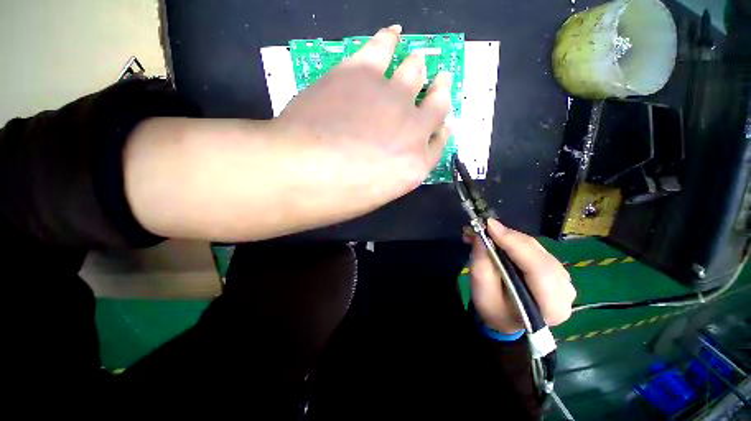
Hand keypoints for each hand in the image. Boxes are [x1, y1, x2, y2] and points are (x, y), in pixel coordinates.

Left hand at [270, 24, 451, 224]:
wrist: (303, 171)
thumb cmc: (338, 196)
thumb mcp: (375, 195)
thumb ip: (390, 173)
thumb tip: (386, 157)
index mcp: (416, 165)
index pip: (439, 142)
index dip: (441, 130)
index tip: (440, 123)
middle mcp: (413, 128)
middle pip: (437, 104)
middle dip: (440, 93)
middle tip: (440, 83)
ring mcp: (390, 96)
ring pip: (415, 71)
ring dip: (418, 67)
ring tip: (416, 61)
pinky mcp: (361, 72)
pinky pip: (382, 46)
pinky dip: (389, 39)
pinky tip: (392, 34)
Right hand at [466, 219, 575, 333]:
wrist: (506, 318)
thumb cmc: (493, 309)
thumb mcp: (481, 290)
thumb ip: (482, 263)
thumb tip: (482, 235)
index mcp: (551, 307)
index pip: (538, 269)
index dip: (514, 244)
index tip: (490, 226)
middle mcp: (565, 292)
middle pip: (538, 254)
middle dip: (508, 237)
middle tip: (483, 227)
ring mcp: (564, 279)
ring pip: (536, 248)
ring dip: (509, 237)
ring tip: (485, 234)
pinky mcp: (556, 269)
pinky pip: (535, 248)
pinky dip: (514, 241)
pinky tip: (498, 240)